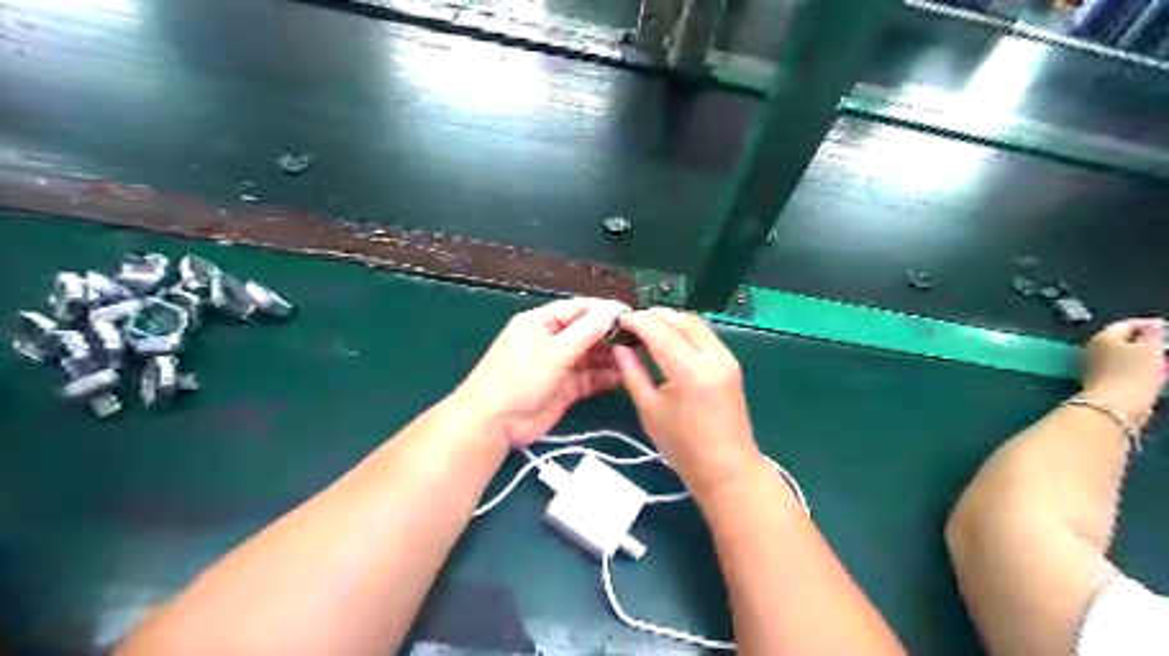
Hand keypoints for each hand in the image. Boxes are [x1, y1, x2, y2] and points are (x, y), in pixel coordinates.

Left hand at [450, 295, 630, 444]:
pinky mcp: (565, 389)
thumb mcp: (553, 352)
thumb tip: (612, 310)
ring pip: (590, 356)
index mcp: (541, 322)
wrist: (494, 423)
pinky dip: (605, 377)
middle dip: (611, 334)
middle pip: (586, 332)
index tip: (631, 314)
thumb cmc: (519, 378)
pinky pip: (589, 378)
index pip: (578, 309)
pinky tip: (624, 377)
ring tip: (637, 357)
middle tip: (640, 339)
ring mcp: (558, 366)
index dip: (604, 310)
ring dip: (611, 357)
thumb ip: (585, 332)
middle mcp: (551, 341)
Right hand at [613, 307, 768, 496]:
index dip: (636, 321)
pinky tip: (669, 339)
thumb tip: (620, 347)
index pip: (659, 331)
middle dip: (654, 316)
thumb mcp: (649, 410)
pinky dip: (685, 330)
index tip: (617, 319)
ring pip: (696, 324)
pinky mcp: (732, 363)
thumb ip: (632, 373)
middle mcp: (712, 356)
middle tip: (631, 322)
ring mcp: (726, 358)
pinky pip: (705, 335)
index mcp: (689, 370)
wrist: (727, 468)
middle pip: (681, 320)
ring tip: (647, 327)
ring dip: (671, 320)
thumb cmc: (683, 446)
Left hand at [1081, 317, 1163, 420]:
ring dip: (1144, 355)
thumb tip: (1153, 326)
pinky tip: (1153, 373)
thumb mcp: (1150, 350)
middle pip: (1123, 340)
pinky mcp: (1102, 379)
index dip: (1148, 324)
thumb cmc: (1134, 373)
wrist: (1114, 405)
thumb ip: (1153, 335)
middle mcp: (1095, 348)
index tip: (1165, 326)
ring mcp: (1096, 365)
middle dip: (1146, 340)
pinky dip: (1139, 367)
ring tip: (1163, 358)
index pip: (1126, 325)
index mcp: (1104, 337)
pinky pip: (1124, 368)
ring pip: (1124, 355)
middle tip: (1164, 344)